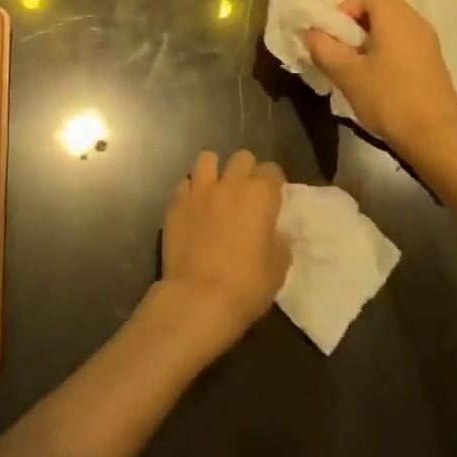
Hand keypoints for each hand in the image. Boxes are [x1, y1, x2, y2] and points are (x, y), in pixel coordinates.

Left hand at [154, 151, 289, 356]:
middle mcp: (230, 184)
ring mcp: (199, 190)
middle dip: (246, 170)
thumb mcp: (277, 269)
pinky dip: (191, 190)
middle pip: (241, 157)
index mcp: (260, 195)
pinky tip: (193, 207)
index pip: (272, 169)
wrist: (198, 298)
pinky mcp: (176, 202)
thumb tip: (278, 234)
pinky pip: (184, 183)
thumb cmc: (246, 285)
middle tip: (245, 193)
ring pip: (207, 159)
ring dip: (214, 171)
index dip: (273, 182)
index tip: (272, 197)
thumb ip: (280, 244)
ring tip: (215, 190)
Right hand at [303, 0, 456, 177]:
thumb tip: (311, 32)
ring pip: (392, 24)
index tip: (335, 35)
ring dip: (370, 37)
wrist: (438, 139)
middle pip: (380, 4)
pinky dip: (386, 49)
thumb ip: (323, 48)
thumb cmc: (390, 99)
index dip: (345, 6)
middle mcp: (415, 20)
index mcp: (395, 16)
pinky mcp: (433, 61)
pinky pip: (404, 41)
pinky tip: (377, 79)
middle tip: (341, 49)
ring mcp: (428, 41)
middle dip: (355, 22)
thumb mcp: (346, 74)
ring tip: (356, 66)